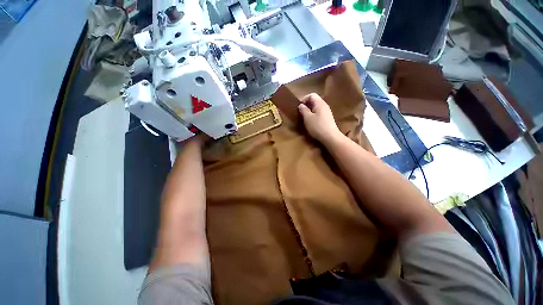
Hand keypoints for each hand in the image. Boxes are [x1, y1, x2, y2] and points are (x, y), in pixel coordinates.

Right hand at [298, 93, 343, 146]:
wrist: (330, 137)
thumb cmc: (317, 126)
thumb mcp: (307, 118)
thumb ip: (303, 110)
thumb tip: (301, 105)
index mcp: (319, 103)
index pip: (311, 95)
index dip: (304, 99)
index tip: (299, 107)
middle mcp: (324, 105)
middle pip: (314, 101)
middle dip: (306, 106)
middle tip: (301, 113)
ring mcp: (327, 112)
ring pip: (316, 108)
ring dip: (309, 111)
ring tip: (305, 118)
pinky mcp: (328, 118)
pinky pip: (319, 113)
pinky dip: (314, 115)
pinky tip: (311, 122)